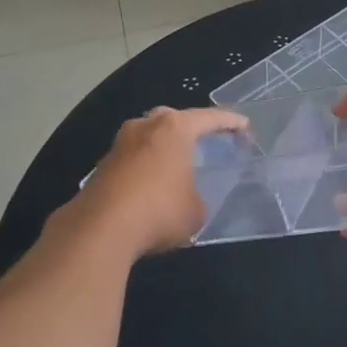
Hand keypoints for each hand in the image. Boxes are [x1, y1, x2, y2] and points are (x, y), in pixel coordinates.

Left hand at [73, 107, 247, 258]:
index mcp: (174, 128)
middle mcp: (146, 126)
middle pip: (174, 119)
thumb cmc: (159, 210)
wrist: (100, 228)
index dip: (231, 123)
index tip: (245, 127)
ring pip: (150, 137)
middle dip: (191, 128)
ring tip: (178, 165)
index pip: (210, 118)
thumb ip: (197, 195)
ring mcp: (121, 143)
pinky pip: (134, 158)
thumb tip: (187, 196)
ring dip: (164, 148)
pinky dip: (147, 166)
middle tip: (206, 142)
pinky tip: (153, 185)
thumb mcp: (196, 210)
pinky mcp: (103, 164)